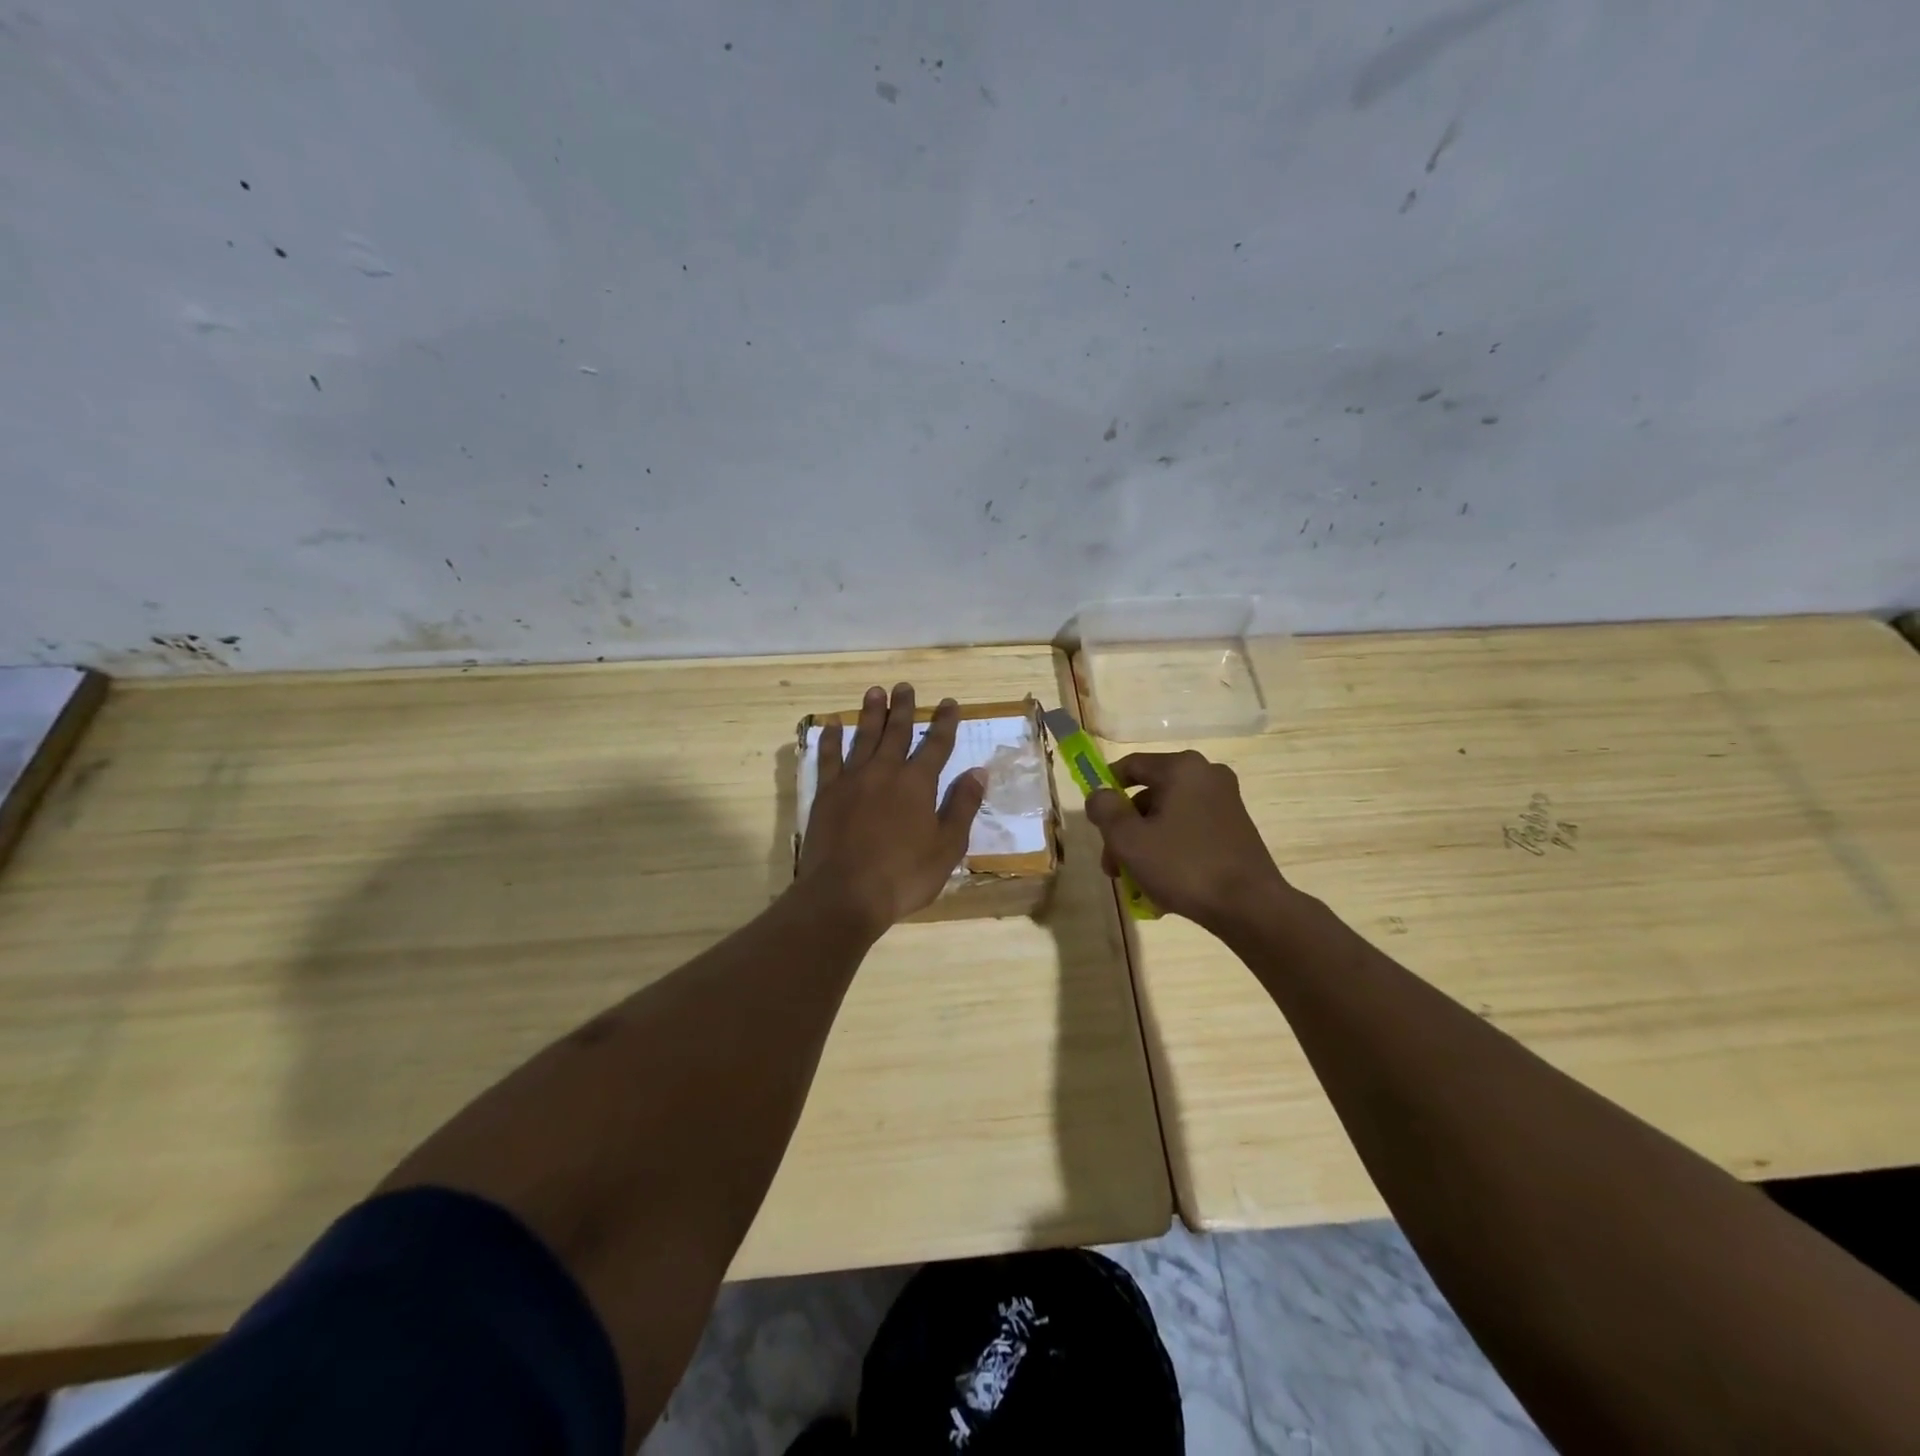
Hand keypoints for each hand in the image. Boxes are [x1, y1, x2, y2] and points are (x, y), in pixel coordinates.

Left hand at [795, 683, 985, 934]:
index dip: (945, 722)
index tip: (949, 702)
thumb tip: (978, 771)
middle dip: (904, 708)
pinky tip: (832, 724)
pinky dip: (831, 739)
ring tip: (875, 692)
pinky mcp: (826, 794)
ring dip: (870, 713)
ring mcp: (852, 780)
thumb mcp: (947, 847)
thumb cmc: (904, 875)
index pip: (936, 745)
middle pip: (896, 732)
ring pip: (863, 737)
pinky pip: (828, 757)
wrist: (845, 894)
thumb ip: (962, 806)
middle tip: (905, 686)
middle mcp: (885, 772)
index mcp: (918, 784)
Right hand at [1084, 750, 1288, 930]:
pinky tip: (1163, 886)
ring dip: (1146, 845)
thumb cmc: (1183, 865)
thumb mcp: (1128, 839)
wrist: (1249, 906)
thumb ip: (1105, 810)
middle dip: (1125, 830)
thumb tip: (1099, 795)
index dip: (1105, 790)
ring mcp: (1226, 802)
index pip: (1130, 766)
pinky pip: (1190, 832)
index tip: (1095, 821)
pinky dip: (1172, 851)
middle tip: (1113, 865)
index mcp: (1182, 768)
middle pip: (1149, 796)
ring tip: (1136, 884)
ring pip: (1168, 818)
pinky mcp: (1236, 829)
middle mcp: (1207, 776)